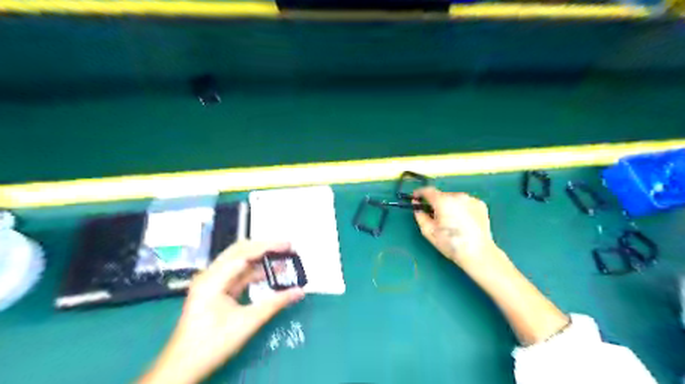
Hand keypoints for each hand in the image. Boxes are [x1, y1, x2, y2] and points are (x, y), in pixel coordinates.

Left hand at [138, 242, 303, 381]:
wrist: (183, 368)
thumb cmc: (212, 344)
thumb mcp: (247, 322)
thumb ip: (275, 303)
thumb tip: (299, 291)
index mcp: (213, 279)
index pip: (245, 253)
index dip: (269, 247)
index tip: (289, 245)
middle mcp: (210, 275)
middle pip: (240, 251)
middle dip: (265, 247)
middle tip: (287, 247)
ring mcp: (212, 282)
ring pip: (239, 261)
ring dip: (260, 258)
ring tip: (282, 258)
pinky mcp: (215, 290)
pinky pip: (238, 273)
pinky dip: (254, 271)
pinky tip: (269, 273)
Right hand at [412, 185, 501, 269]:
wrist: (478, 253)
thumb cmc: (450, 243)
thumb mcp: (428, 231)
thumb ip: (419, 215)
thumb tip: (417, 205)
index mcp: (443, 201)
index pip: (427, 190)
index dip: (419, 193)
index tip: (416, 198)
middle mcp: (457, 196)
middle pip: (441, 195)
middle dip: (436, 203)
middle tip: (435, 216)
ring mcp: (470, 199)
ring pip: (454, 198)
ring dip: (449, 205)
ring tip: (451, 221)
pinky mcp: (480, 205)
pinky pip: (465, 203)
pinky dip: (461, 208)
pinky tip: (463, 221)